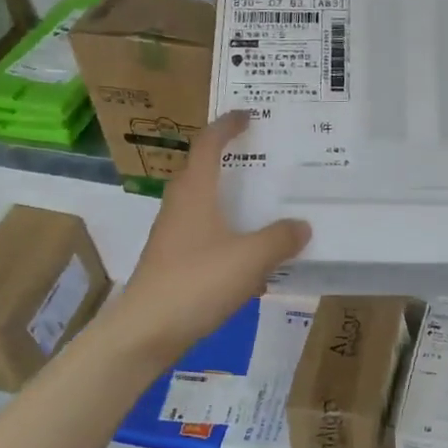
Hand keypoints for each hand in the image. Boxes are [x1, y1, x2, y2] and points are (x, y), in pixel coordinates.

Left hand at [107, 111, 310, 366]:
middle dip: (231, 161)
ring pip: (205, 206)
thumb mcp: (250, 258)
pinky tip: (252, 258)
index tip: (247, 115)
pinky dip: (229, 235)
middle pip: (204, 172)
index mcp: (194, 192)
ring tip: (264, 205)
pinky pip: (207, 236)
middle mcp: (180, 206)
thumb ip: (280, 239)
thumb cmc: (197, 282)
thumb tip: (301, 225)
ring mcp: (174, 236)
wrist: (146, 331)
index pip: (208, 144)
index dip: (227, 126)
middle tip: (264, 159)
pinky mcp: (174, 262)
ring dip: (231, 201)